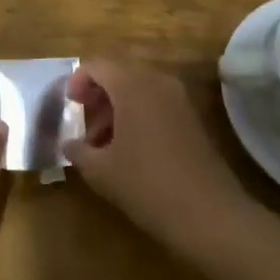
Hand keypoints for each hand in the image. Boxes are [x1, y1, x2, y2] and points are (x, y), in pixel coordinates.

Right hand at [66, 59, 249, 259]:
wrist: (209, 214)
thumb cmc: (147, 185)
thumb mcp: (101, 171)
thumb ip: (78, 151)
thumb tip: (69, 143)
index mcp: (131, 85)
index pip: (97, 65)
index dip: (78, 81)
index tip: (70, 105)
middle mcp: (157, 81)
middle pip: (120, 72)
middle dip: (99, 93)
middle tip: (85, 120)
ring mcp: (179, 98)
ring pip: (139, 88)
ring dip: (118, 105)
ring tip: (104, 141)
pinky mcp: (192, 117)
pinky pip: (157, 102)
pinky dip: (139, 114)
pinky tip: (131, 148)